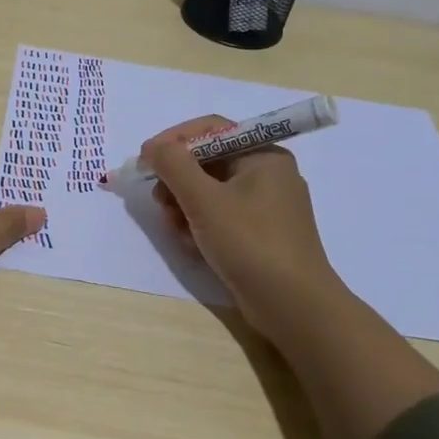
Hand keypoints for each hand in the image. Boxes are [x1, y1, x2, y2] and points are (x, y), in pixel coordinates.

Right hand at [141, 114, 343, 335]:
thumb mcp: (204, 200)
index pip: (210, 129)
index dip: (173, 140)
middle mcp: (267, 174)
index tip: (144, 159)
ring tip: (175, 229)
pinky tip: (191, 245)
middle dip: (177, 181)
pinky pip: (220, 216)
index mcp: (263, 155)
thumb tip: (153, 148)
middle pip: (207, 162)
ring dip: (184, 206)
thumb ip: (174, 165)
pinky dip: (200, 225)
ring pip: (210, 191)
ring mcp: (265, 206)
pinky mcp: (260, 234)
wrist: (294, 308)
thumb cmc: (251, 243)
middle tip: (159, 201)